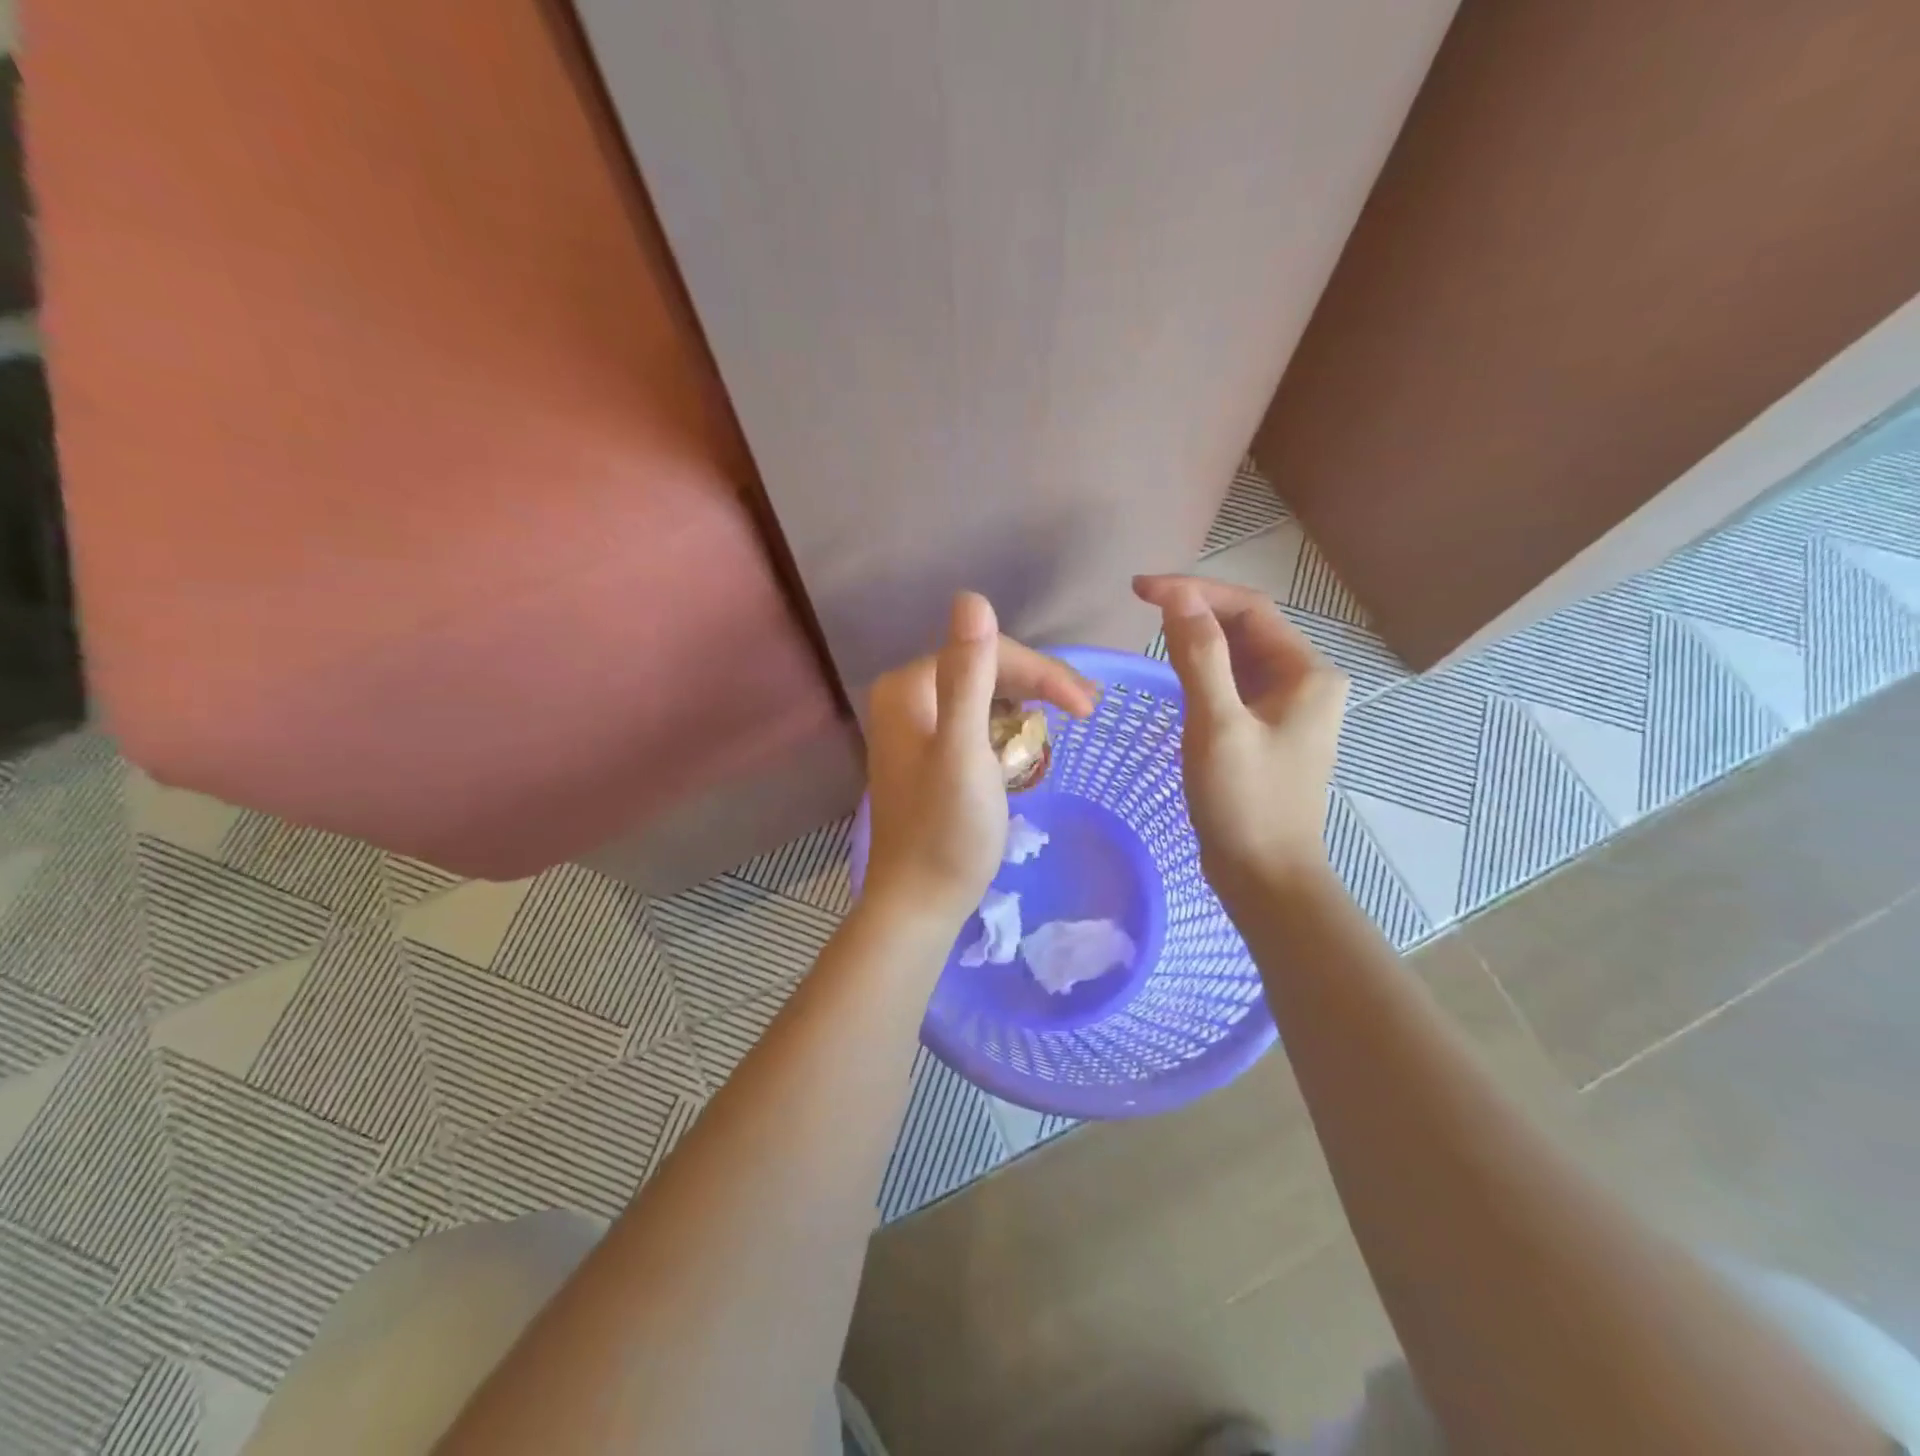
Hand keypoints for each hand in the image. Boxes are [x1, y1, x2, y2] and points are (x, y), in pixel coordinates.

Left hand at [863, 593, 1097, 928]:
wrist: (920, 902)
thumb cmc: (947, 832)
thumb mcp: (964, 750)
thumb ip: (968, 675)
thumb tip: (972, 597)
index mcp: (909, 688)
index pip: (987, 653)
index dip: (1041, 672)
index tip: (1088, 705)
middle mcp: (905, 698)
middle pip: (985, 671)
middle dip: (1039, 686)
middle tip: (1088, 710)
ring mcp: (913, 727)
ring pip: (984, 696)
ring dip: (1028, 706)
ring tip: (1070, 722)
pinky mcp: (927, 755)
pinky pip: (976, 723)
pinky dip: (1007, 729)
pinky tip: (1032, 745)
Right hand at [1133, 575, 1348, 898]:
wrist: (1265, 877)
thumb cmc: (1244, 802)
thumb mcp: (1217, 725)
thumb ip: (1199, 656)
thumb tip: (1178, 597)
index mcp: (1308, 673)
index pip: (1249, 609)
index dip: (1195, 591)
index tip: (1140, 589)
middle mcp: (1306, 682)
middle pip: (1246, 628)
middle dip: (1196, 611)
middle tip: (1141, 605)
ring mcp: (1287, 709)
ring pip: (1238, 656)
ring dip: (1197, 639)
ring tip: (1151, 628)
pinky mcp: (1266, 732)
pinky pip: (1233, 685)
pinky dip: (1202, 671)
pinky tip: (1174, 672)